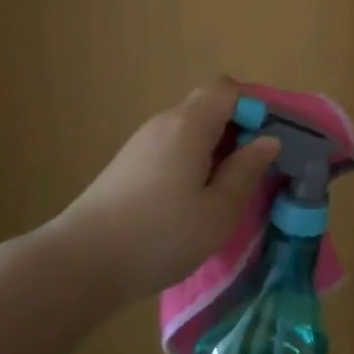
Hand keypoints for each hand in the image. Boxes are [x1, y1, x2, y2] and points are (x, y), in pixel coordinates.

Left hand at [48, 80, 280, 307]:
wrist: (79, 264)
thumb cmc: (159, 235)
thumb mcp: (218, 211)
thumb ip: (246, 171)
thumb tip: (268, 141)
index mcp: (189, 124)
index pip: (228, 89)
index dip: (256, 106)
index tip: (274, 140)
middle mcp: (164, 123)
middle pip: (209, 107)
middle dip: (240, 130)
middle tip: (259, 168)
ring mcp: (142, 144)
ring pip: (191, 130)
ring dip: (217, 149)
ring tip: (232, 189)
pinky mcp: (128, 166)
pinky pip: (173, 149)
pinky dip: (194, 162)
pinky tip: (196, 201)